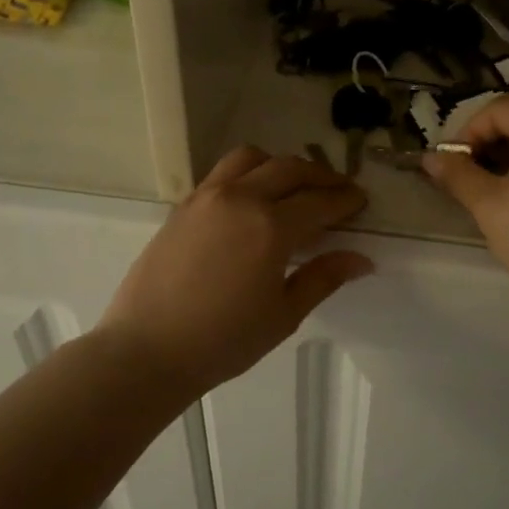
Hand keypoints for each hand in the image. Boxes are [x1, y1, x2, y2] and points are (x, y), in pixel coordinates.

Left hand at [100, 146, 372, 392]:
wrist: (147, 349)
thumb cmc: (222, 341)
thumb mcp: (283, 314)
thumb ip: (323, 278)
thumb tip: (361, 259)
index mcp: (270, 227)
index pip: (320, 201)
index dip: (345, 199)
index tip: (361, 201)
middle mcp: (241, 198)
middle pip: (290, 168)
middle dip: (321, 176)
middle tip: (338, 190)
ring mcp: (207, 196)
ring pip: (253, 158)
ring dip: (281, 165)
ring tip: (293, 186)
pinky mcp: (184, 204)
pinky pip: (223, 172)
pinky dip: (248, 173)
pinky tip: (253, 199)